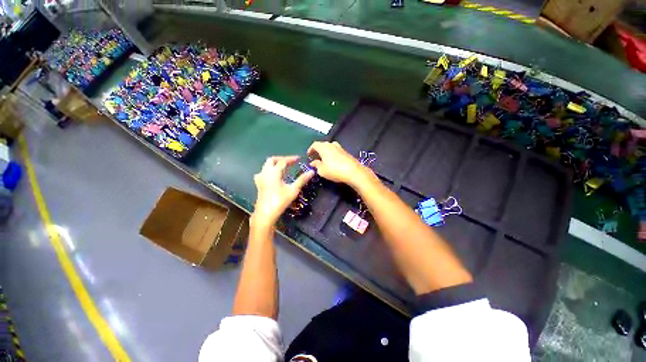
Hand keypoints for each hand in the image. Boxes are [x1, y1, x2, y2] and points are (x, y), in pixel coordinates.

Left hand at [252, 156, 313, 228]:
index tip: (298, 159)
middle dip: (281, 159)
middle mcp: (265, 173)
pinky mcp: (258, 184)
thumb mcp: (293, 190)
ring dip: (274, 164)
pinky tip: (272, 177)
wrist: (266, 213)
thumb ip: (302, 180)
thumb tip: (311, 172)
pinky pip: (262, 173)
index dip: (291, 159)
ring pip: (266, 166)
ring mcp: (260, 178)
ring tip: (282, 168)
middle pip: (271, 160)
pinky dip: (269, 171)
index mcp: (274, 172)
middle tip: (290, 162)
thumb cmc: (280, 201)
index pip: (283, 161)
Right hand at [308, 141, 368, 187]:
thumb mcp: (322, 170)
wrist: (353, 172)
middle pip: (323, 145)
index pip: (315, 144)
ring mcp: (340, 148)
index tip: (309, 155)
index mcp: (324, 147)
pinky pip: (336, 151)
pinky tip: (333, 162)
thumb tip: (313, 162)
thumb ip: (316, 165)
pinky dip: (332, 155)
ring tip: (324, 159)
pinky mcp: (346, 153)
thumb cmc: (334, 170)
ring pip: (330, 147)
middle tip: (316, 157)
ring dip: (326, 152)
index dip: (311, 149)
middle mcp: (332, 145)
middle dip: (318, 150)